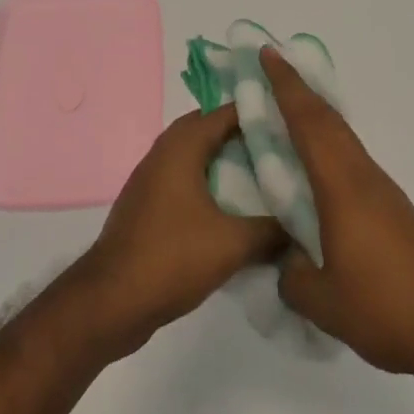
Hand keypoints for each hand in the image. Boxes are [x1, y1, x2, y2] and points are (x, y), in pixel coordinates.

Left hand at [81, 105, 283, 354]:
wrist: (110, 302)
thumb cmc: (171, 258)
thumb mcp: (233, 244)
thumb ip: (272, 230)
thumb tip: (303, 226)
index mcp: (181, 148)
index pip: (224, 112)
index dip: (258, 111)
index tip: (291, 118)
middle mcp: (163, 154)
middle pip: (207, 129)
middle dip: (241, 133)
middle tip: (279, 144)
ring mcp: (151, 180)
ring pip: (194, 156)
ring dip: (223, 159)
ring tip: (262, 172)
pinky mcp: (147, 206)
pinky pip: (184, 180)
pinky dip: (208, 183)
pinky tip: (232, 207)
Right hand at [262, 47, 413, 384]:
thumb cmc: (388, 308)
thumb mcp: (324, 302)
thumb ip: (291, 275)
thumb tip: (286, 261)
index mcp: (342, 186)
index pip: (309, 123)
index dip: (286, 86)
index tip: (267, 54)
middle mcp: (362, 176)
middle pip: (327, 120)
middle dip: (298, 90)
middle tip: (269, 69)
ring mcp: (381, 191)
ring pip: (341, 138)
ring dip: (313, 117)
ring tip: (283, 113)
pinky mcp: (392, 210)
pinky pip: (350, 162)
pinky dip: (327, 147)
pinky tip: (315, 169)